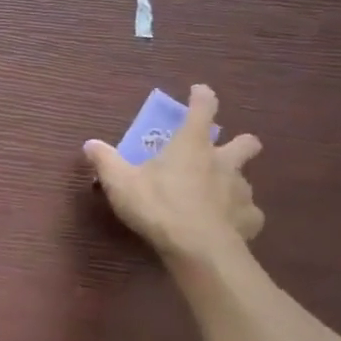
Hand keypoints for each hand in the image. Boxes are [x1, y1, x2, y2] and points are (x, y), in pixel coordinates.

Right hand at [83, 84, 263, 266]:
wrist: (198, 249)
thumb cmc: (158, 205)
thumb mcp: (120, 182)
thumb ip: (105, 161)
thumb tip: (90, 144)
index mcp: (192, 145)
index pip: (203, 109)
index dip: (202, 97)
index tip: (200, 92)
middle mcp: (223, 161)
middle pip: (245, 142)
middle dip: (240, 143)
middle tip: (222, 153)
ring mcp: (241, 190)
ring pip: (245, 179)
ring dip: (232, 184)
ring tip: (214, 198)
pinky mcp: (250, 219)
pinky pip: (248, 213)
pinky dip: (238, 216)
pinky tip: (225, 226)